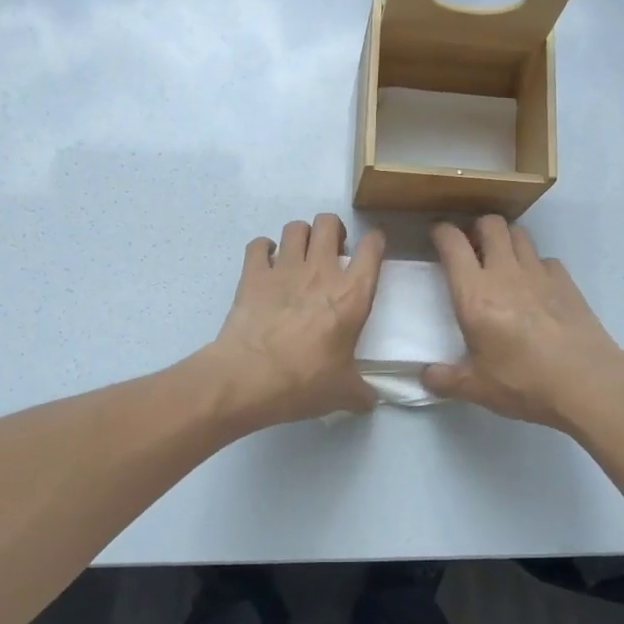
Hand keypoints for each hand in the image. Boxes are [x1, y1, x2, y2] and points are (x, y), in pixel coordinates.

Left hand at [205, 214, 383, 426]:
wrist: (248, 378)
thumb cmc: (304, 382)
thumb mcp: (343, 393)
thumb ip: (361, 392)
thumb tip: (370, 400)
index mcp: (352, 295)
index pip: (372, 249)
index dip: (375, 242)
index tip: (373, 248)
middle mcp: (321, 271)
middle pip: (329, 222)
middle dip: (333, 230)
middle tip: (332, 252)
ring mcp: (283, 268)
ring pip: (296, 227)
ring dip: (301, 237)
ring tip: (299, 256)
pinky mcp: (252, 274)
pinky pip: (258, 244)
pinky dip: (263, 249)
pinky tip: (265, 264)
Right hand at [424, 216, 623, 429]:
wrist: (588, 383)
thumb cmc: (525, 383)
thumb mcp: (477, 388)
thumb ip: (445, 379)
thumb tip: (426, 376)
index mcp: (475, 295)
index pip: (452, 243)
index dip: (440, 232)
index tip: (435, 237)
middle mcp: (505, 273)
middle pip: (490, 224)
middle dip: (476, 228)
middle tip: (471, 248)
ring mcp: (539, 273)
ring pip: (519, 233)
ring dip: (505, 240)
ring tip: (501, 261)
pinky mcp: (566, 281)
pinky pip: (545, 259)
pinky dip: (535, 264)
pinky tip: (534, 286)